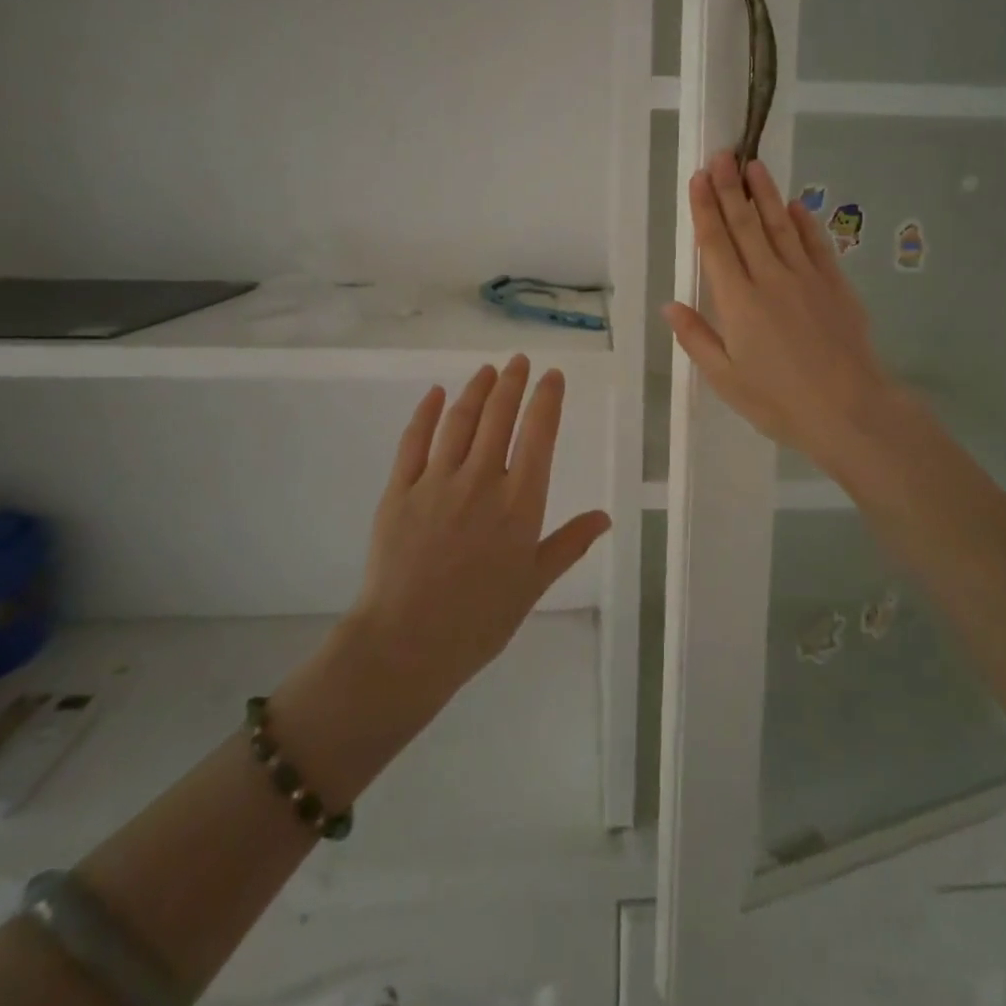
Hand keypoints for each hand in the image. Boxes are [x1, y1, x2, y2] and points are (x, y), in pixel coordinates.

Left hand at [350, 356, 610, 703]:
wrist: (407, 644)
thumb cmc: (480, 619)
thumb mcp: (534, 584)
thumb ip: (569, 544)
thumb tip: (605, 517)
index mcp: (520, 502)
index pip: (539, 434)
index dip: (547, 400)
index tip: (553, 376)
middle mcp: (482, 480)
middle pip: (499, 416)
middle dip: (512, 383)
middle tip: (519, 361)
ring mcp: (437, 482)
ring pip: (460, 421)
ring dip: (476, 389)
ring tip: (487, 370)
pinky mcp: (400, 490)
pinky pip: (414, 441)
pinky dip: (427, 413)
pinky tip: (435, 394)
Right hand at [664, 152, 906, 479]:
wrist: (849, 410)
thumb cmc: (778, 401)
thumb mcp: (725, 379)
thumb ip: (697, 338)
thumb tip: (670, 305)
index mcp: (737, 302)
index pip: (716, 244)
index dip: (705, 208)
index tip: (699, 177)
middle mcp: (769, 279)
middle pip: (746, 225)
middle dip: (731, 188)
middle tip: (722, 154)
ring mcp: (806, 278)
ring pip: (781, 226)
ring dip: (766, 194)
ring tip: (754, 165)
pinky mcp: (835, 285)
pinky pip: (816, 245)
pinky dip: (804, 223)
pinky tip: (796, 206)